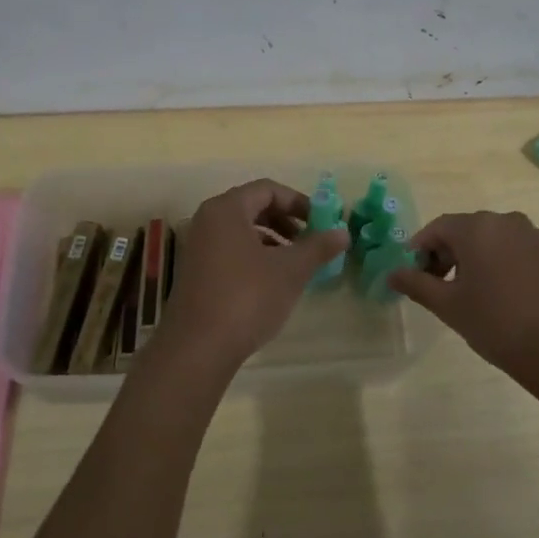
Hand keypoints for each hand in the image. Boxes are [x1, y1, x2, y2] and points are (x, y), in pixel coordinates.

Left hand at [158, 180, 350, 374]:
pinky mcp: (195, 272)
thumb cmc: (247, 297)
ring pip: (241, 231)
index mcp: (226, 209)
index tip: (321, 222)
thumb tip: (343, 232)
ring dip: (272, 240)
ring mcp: (197, 247)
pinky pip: (229, 250)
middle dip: (286, 221)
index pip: (268, 189)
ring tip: (295, 264)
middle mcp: (207, 220)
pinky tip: (271, 282)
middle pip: (253, 207)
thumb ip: (318, 247)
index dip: (298, 202)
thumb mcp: (290, 270)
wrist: (197, 348)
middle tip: (310, 241)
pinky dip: (254, 256)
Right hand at [388, 211, 538, 371]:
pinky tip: (517, 299)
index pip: (438, 228)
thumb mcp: (448, 306)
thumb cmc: (497, 324)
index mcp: (478, 228)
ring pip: (502, 241)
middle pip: (471, 231)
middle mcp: (510, 222)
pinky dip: (516, 267)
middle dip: (453, 253)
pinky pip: (530, 254)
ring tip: (483, 294)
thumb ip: (416, 284)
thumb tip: (391, 274)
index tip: (416, 274)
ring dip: (486, 259)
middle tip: (445, 286)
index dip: (421, 249)